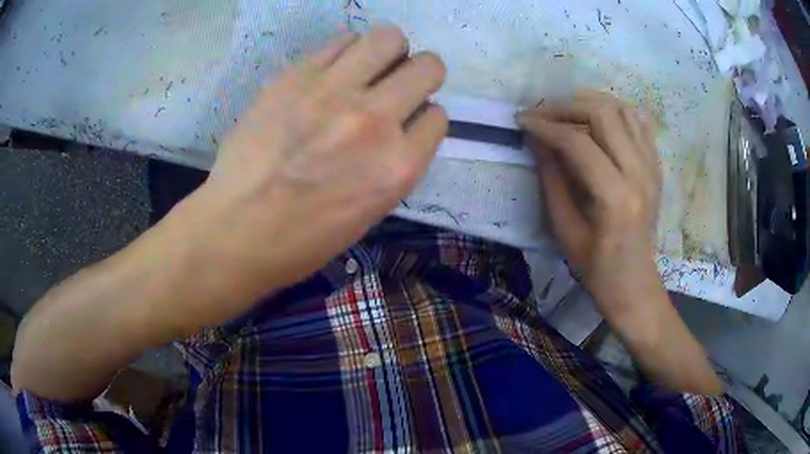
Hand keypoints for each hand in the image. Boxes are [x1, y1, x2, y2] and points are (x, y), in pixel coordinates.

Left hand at [169, 27, 447, 318]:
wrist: (237, 228)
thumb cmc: (304, 237)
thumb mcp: (370, 210)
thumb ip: (395, 162)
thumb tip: (400, 125)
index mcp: (398, 167)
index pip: (438, 116)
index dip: (423, 117)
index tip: (406, 122)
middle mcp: (375, 121)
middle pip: (428, 67)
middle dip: (420, 74)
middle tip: (397, 84)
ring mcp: (334, 92)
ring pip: (389, 38)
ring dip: (388, 51)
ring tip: (368, 67)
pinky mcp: (297, 76)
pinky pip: (342, 41)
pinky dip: (348, 51)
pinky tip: (333, 70)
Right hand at [519, 91, 660, 313]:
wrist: (634, 282)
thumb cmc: (596, 267)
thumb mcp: (564, 229)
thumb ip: (551, 179)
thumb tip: (537, 140)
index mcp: (616, 198)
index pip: (578, 143)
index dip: (546, 127)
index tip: (523, 121)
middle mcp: (640, 174)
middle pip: (603, 114)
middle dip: (566, 107)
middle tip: (543, 114)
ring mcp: (652, 167)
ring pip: (623, 110)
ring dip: (590, 103)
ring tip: (567, 112)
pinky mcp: (656, 166)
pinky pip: (639, 123)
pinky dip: (616, 112)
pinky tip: (597, 118)